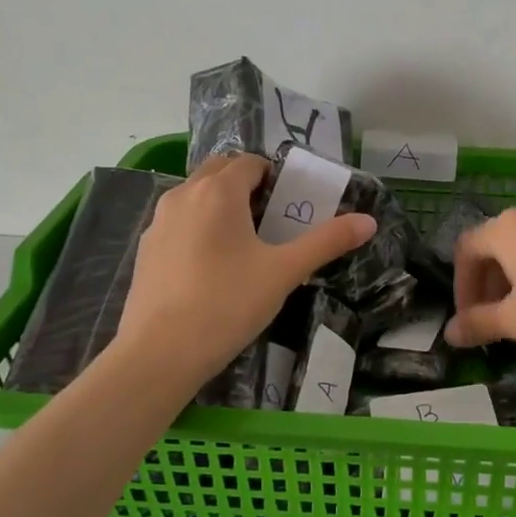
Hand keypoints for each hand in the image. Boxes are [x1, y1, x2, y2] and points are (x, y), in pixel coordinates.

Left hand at [116, 154, 375, 385]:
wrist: (159, 353)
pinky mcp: (146, 248)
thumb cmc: (227, 304)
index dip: (274, 177)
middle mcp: (183, 195)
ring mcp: (158, 222)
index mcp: (218, 191)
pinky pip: (179, 222)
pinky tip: (212, 268)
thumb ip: (326, 242)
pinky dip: (199, 228)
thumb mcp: (284, 272)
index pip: (250, 163)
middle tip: (271, 221)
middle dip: (247, 186)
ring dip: (221, 205)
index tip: (291, 206)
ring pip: (196, 196)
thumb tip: (369, 221)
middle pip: (219, 172)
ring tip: (245, 245)